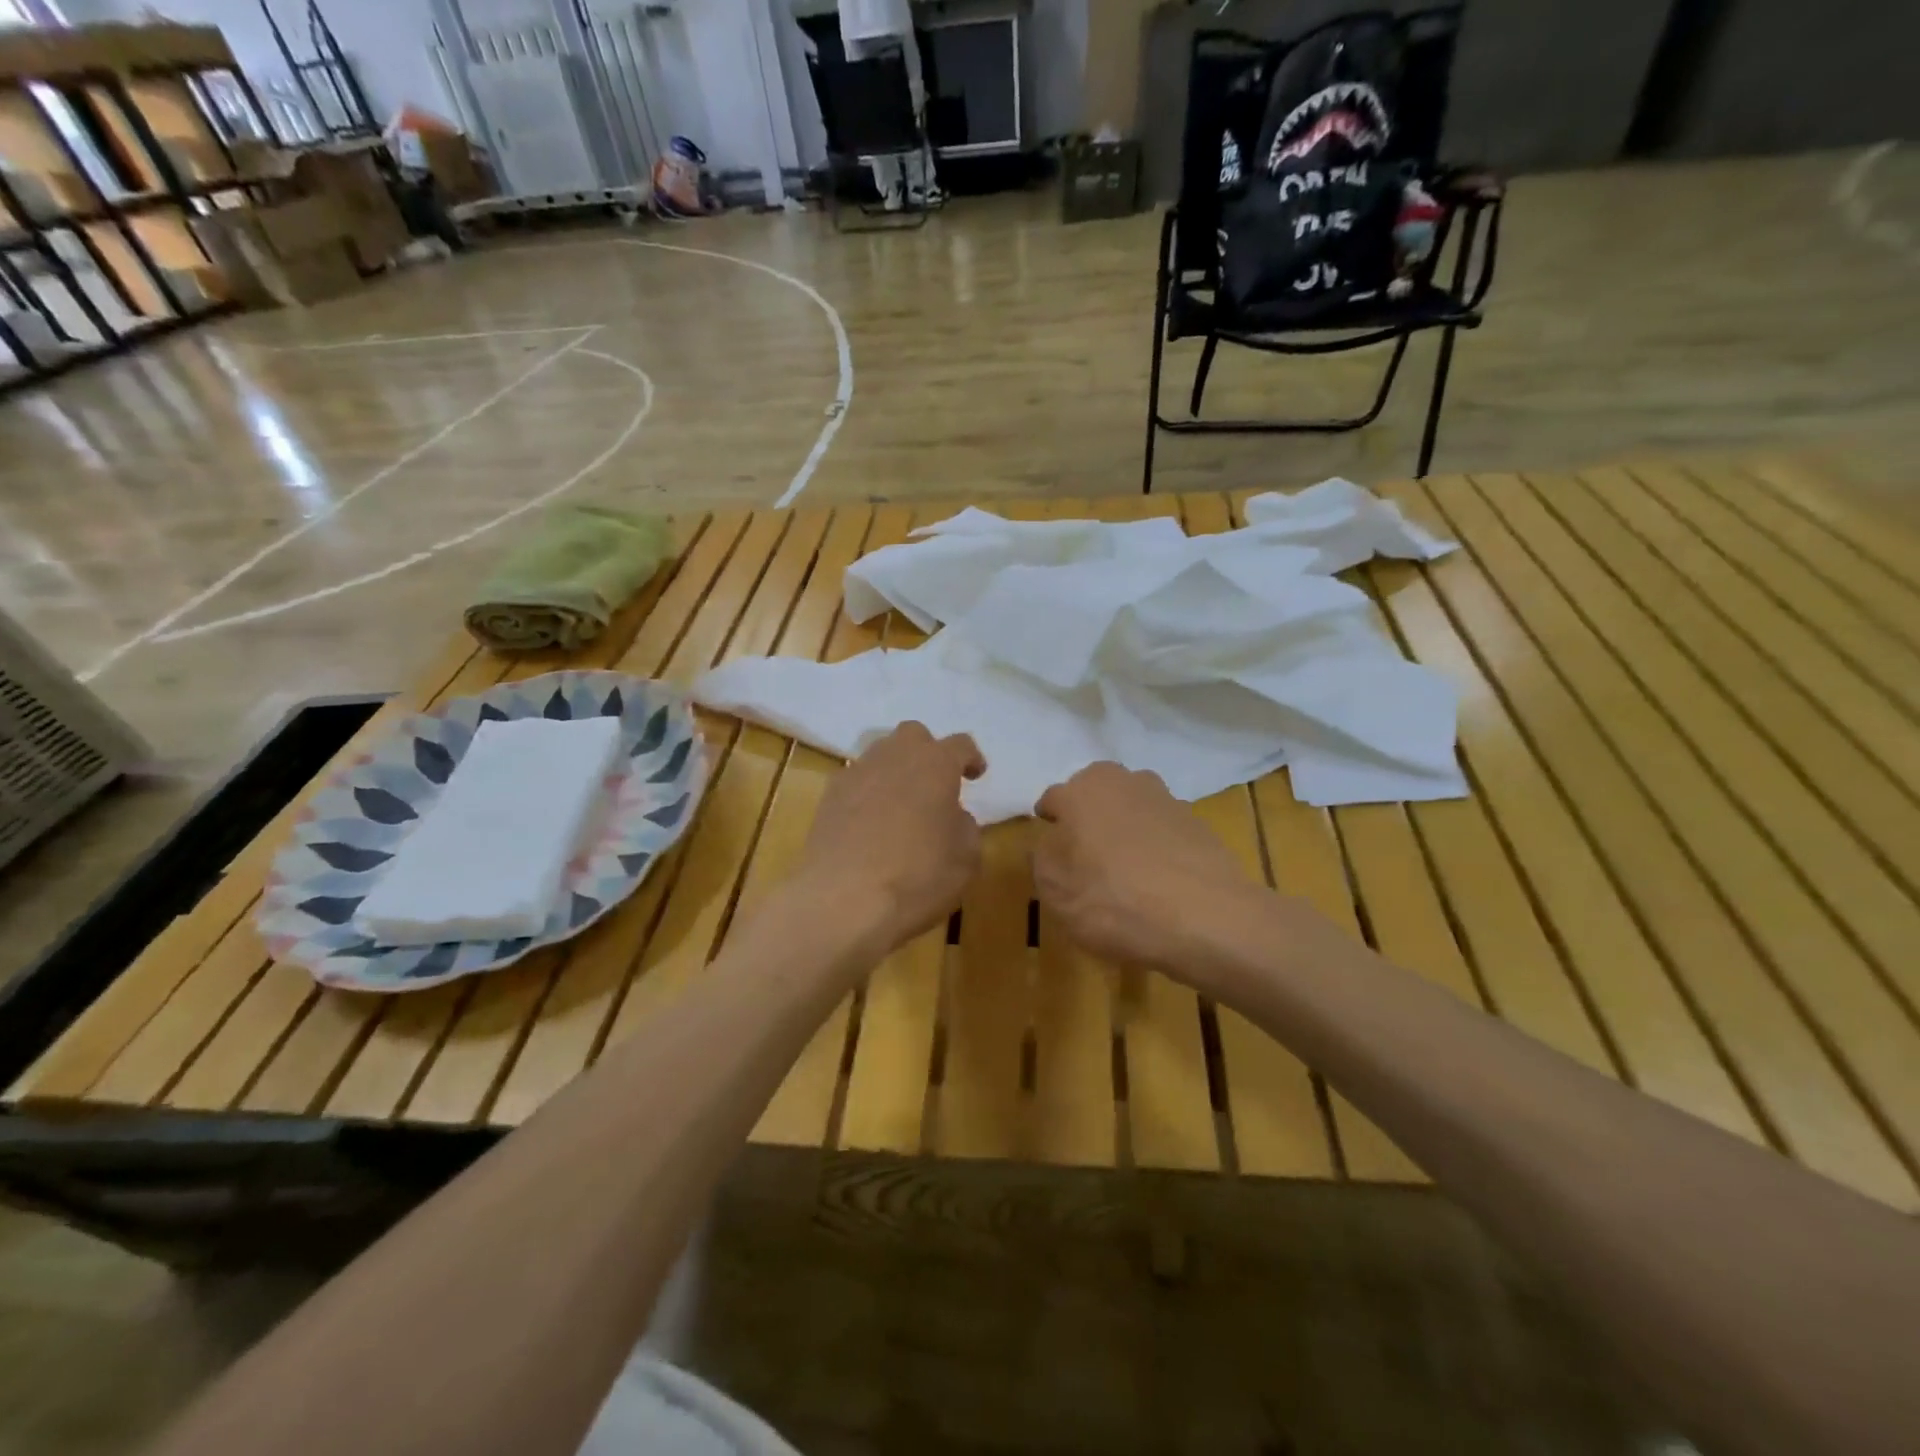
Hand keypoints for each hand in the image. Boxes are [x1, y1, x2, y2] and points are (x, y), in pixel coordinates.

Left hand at [798, 722, 984, 950]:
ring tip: (902, 803)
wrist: (842, 899)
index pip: (960, 744)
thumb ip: (965, 827)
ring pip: (881, 754)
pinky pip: (856, 781)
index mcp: (936, 764)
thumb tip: (953, 816)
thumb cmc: (917, 877)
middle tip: (936, 783)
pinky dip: (869, 793)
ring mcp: (857, 773)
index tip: (976, 775)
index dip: (971, 758)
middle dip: (928, 752)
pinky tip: (871, 822)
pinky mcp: (829, 796)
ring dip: (896, 771)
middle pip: (914, 735)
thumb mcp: (966, 859)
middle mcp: (895, 756)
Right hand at [1034, 763, 1271, 984]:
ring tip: (1124, 876)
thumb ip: (1043, 858)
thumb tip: (1051, 843)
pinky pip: (1163, 835)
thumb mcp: (1054, 889)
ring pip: (1132, 813)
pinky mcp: (1200, 826)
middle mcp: (1126, 782)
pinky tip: (1158, 885)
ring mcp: (1168, 801)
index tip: (1049, 852)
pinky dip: (1156, 851)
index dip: (1049, 826)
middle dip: (1088, 822)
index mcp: (1083, 789)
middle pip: (1096, 798)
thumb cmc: (1112, 900)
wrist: (1206, 919)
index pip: (1053, 800)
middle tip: (1084, 861)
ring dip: (1125, 834)